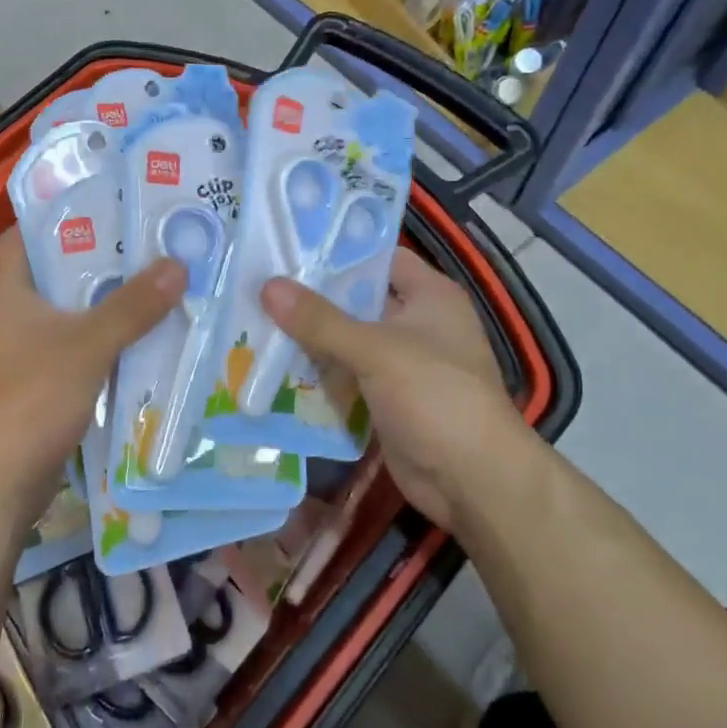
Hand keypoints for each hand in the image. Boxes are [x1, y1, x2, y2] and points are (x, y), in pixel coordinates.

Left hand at [0, 229, 184, 508]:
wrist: (4, 481)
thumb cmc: (34, 398)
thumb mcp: (88, 344)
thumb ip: (132, 306)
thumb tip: (177, 264)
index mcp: (11, 292)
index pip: (25, 234)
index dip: (57, 214)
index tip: (104, 202)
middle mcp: (17, 315)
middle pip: (59, 272)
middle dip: (101, 258)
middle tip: (149, 239)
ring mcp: (30, 351)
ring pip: (75, 311)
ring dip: (111, 300)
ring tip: (159, 278)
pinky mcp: (46, 382)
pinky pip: (83, 346)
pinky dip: (110, 337)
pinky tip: (148, 333)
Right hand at [262, 249, 534, 530]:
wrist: (472, 481)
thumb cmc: (435, 397)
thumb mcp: (375, 351)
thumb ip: (320, 320)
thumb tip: (267, 285)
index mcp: (430, 295)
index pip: (379, 257)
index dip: (337, 251)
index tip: (288, 246)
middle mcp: (417, 323)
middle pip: (357, 300)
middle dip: (312, 297)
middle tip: (259, 283)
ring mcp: (401, 364)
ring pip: (347, 340)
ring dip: (309, 338)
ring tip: (254, 319)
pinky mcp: (387, 399)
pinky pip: (346, 376)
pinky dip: (318, 373)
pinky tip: (274, 365)